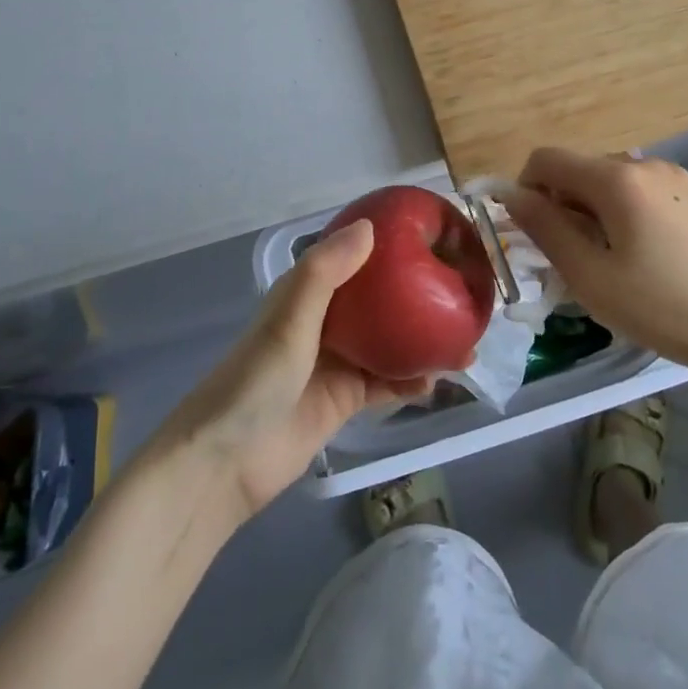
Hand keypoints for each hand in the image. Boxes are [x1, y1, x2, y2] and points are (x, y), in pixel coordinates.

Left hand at [154, 220, 434, 522]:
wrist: (225, 463)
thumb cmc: (255, 379)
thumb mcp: (289, 319)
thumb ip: (325, 273)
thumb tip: (369, 226)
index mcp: (308, 292)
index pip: (353, 257)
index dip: (388, 244)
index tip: (429, 236)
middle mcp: (325, 321)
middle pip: (379, 300)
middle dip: (416, 294)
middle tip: (459, 290)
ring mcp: (336, 362)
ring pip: (389, 341)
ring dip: (422, 339)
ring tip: (463, 338)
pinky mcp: (344, 400)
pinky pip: (385, 383)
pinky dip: (410, 380)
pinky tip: (437, 381)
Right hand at [506, 148, 687, 375]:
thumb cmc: (659, 306)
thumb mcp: (589, 276)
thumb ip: (545, 228)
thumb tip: (512, 195)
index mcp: (615, 179)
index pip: (547, 159)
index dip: (528, 189)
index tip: (537, 232)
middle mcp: (644, 163)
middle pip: (581, 168)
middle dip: (565, 203)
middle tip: (578, 255)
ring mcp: (676, 174)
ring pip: (613, 178)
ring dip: (598, 206)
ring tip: (616, 254)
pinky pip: (645, 187)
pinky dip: (630, 207)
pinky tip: (651, 248)